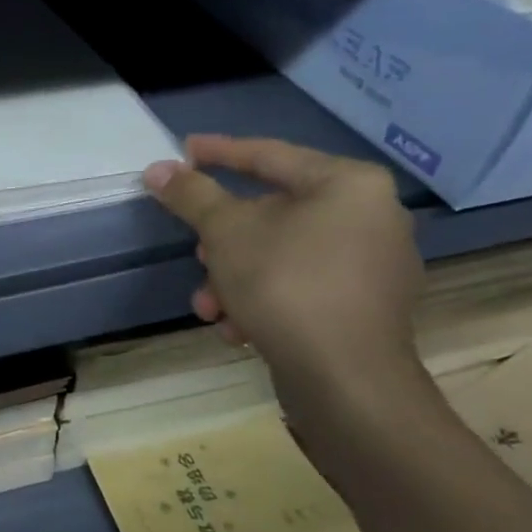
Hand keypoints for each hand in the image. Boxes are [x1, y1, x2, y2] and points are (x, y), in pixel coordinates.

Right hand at [143, 135, 425, 444]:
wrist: (346, 382)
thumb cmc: (286, 286)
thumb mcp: (226, 232)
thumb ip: (191, 195)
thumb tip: (157, 169)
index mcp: (349, 185)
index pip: (270, 155)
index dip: (220, 152)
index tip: (184, 150)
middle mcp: (372, 217)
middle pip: (274, 212)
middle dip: (224, 239)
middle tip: (196, 250)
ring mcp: (374, 266)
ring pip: (282, 254)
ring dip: (235, 276)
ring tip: (208, 305)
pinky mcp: (366, 308)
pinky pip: (302, 285)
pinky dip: (264, 298)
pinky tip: (237, 327)